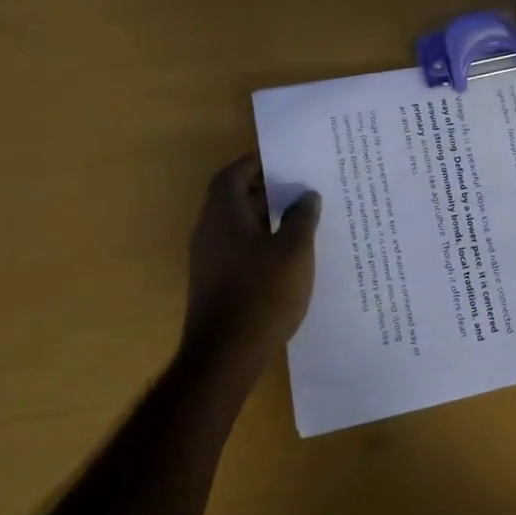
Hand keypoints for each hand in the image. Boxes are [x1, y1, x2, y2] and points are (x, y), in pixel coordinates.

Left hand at [182, 156, 320, 371]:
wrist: (226, 356)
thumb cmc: (262, 293)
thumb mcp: (294, 250)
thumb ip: (301, 218)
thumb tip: (306, 195)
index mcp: (223, 215)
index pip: (232, 175)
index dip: (255, 163)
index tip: (283, 158)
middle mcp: (209, 232)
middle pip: (233, 198)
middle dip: (265, 188)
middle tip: (300, 184)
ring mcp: (209, 260)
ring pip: (237, 225)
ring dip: (265, 215)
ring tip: (301, 214)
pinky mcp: (216, 283)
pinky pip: (239, 247)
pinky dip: (261, 239)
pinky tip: (289, 251)